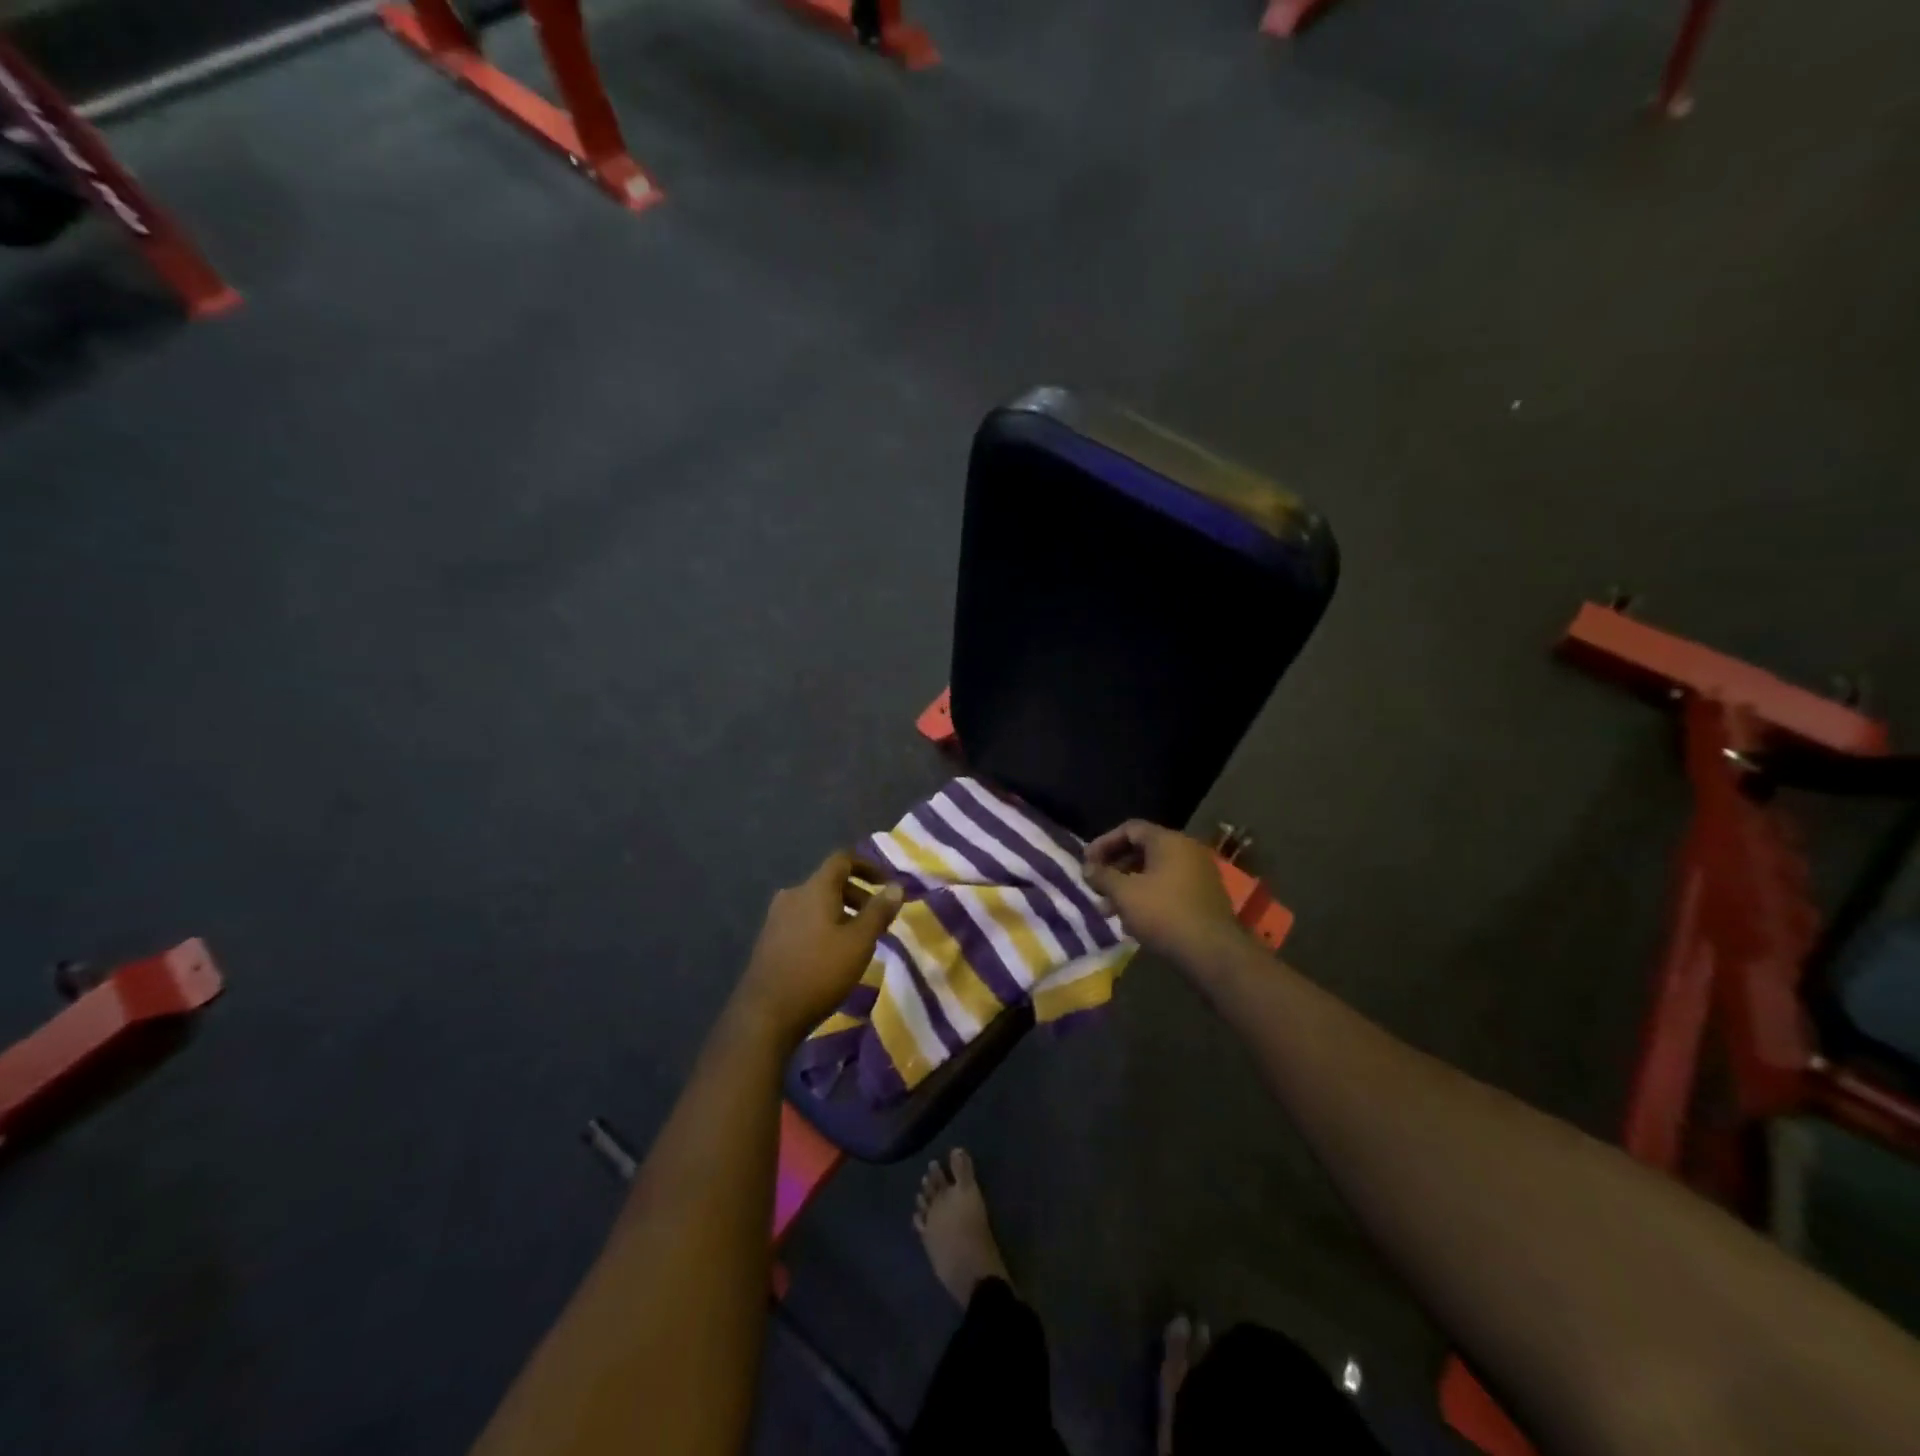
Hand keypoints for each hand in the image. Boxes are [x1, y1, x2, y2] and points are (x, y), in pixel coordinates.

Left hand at [735, 851, 902, 1046]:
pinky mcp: (769, 939)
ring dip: (840, 912)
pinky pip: (802, 920)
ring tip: (857, 939)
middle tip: (877, 918)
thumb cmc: (819, 972)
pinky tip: (831, 954)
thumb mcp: (859, 942)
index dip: (867, 866)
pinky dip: (822, 926)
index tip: (886, 883)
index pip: (842, 859)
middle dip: (857, 894)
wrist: (765, 1014)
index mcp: (815, 889)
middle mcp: (792, 895)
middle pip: (829, 882)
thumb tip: (896, 886)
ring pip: (815, 903)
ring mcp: (776, 918)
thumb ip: (879, 911)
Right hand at [1084, 821, 1243, 966]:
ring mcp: (1199, 874)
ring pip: (1155, 872)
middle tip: (1096, 888)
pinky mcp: (1204, 897)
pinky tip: (1134, 921)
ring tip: (1109, 911)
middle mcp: (1187, 850)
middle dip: (1115, 869)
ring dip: (1129, 887)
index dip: (1104, 843)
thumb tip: (1087, 869)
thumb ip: (1102, 876)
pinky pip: (1169, 888)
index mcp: (1169, 841)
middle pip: (1142, 850)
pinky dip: (1148, 897)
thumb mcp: (1124, 894)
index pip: (1130, 829)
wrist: (1212, 953)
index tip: (1087, 863)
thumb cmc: (1163, 914)